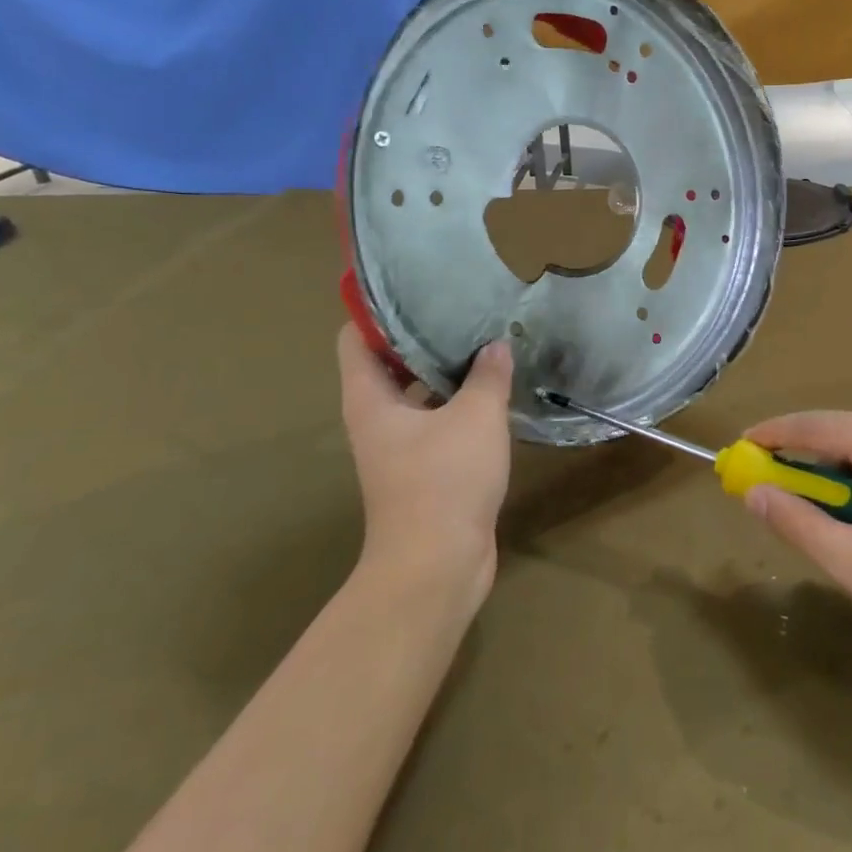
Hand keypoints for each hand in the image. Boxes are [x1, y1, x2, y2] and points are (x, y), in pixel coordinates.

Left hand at [336, 327, 514, 608]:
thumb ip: (488, 376)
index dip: (377, 309)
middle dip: (422, 335)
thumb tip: (496, 346)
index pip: (355, 337)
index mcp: (370, 399)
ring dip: (445, 370)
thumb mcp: (475, 417)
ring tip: (484, 340)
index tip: (415, 286)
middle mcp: (377, 418)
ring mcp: (399, 446)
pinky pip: (438, 421)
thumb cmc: (444, 480)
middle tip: (462, 308)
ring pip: (417, 393)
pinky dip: (459, 402)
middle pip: (389, 362)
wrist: (437, 565)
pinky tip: (495, 389)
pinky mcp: (425, 468)